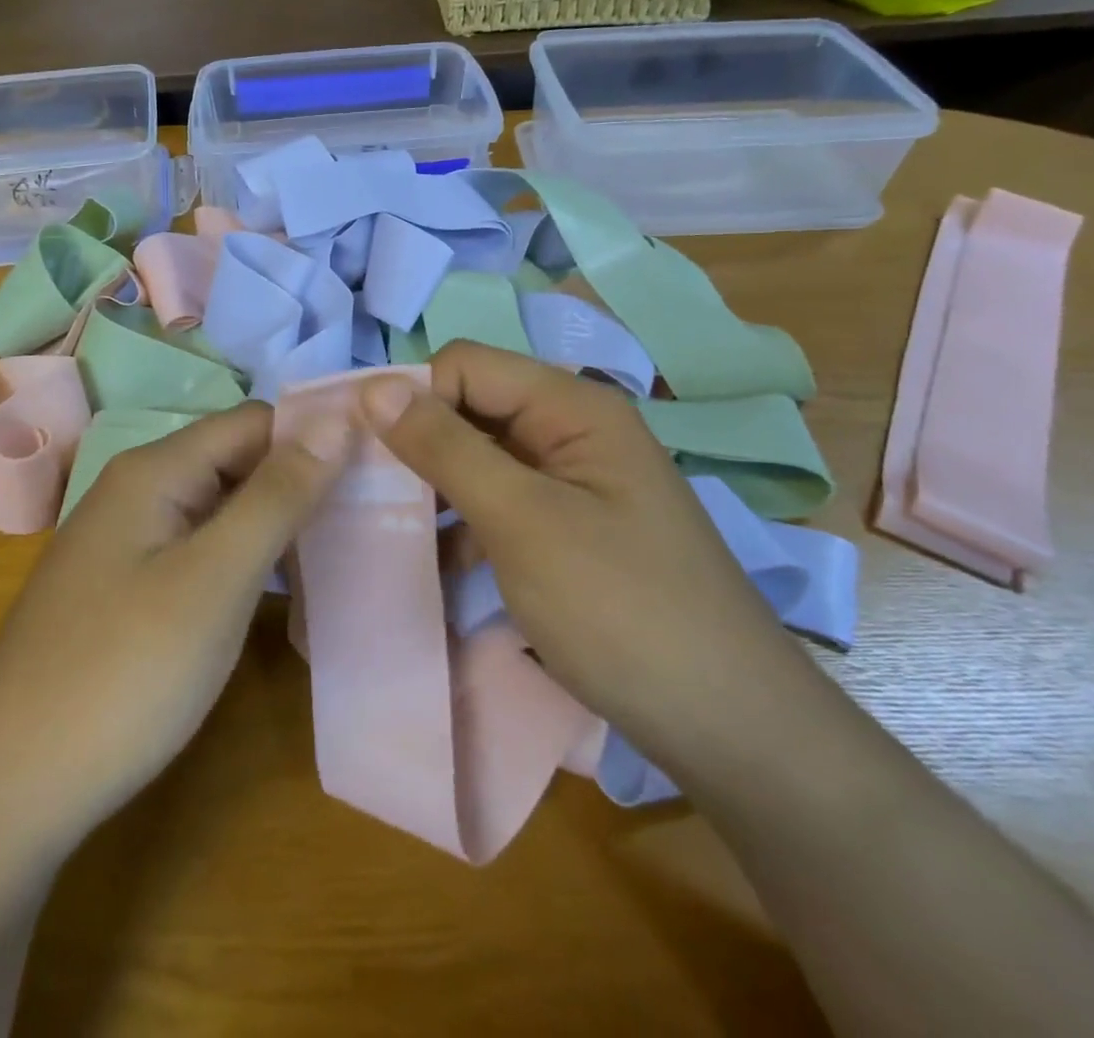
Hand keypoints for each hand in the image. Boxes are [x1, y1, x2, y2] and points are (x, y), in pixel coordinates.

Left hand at [0, 401, 354, 853]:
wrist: (6, 792)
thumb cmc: (123, 673)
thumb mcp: (216, 578)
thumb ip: (279, 494)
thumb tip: (338, 418)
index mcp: (156, 470)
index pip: (256, 422)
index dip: (317, 436)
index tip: (382, 466)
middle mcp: (140, 491)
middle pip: (239, 461)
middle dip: (304, 482)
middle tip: (378, 515)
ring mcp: (130, 543)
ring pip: (224, 509)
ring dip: (280, 523)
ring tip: (350, 550)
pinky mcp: (130, 590)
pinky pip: (203, 551)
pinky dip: (248, 560)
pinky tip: (287, 591)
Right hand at [358, 342, 813, 771]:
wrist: (729, 727)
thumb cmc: (622, 610)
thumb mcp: (522, 520)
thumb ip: (446, 447)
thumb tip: (374, 386)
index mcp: (572, 406)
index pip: (466, 366)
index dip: (412, 398)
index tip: (363, 453)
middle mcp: (573, 430)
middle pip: (473, 408)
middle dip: (418, 445)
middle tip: (365, 496)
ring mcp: (574, 483)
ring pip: (481, 459)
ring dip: (435, 488)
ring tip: (388, 531)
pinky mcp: (571, 529)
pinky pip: (501, 503)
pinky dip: (464, 524)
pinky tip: (435, 564)